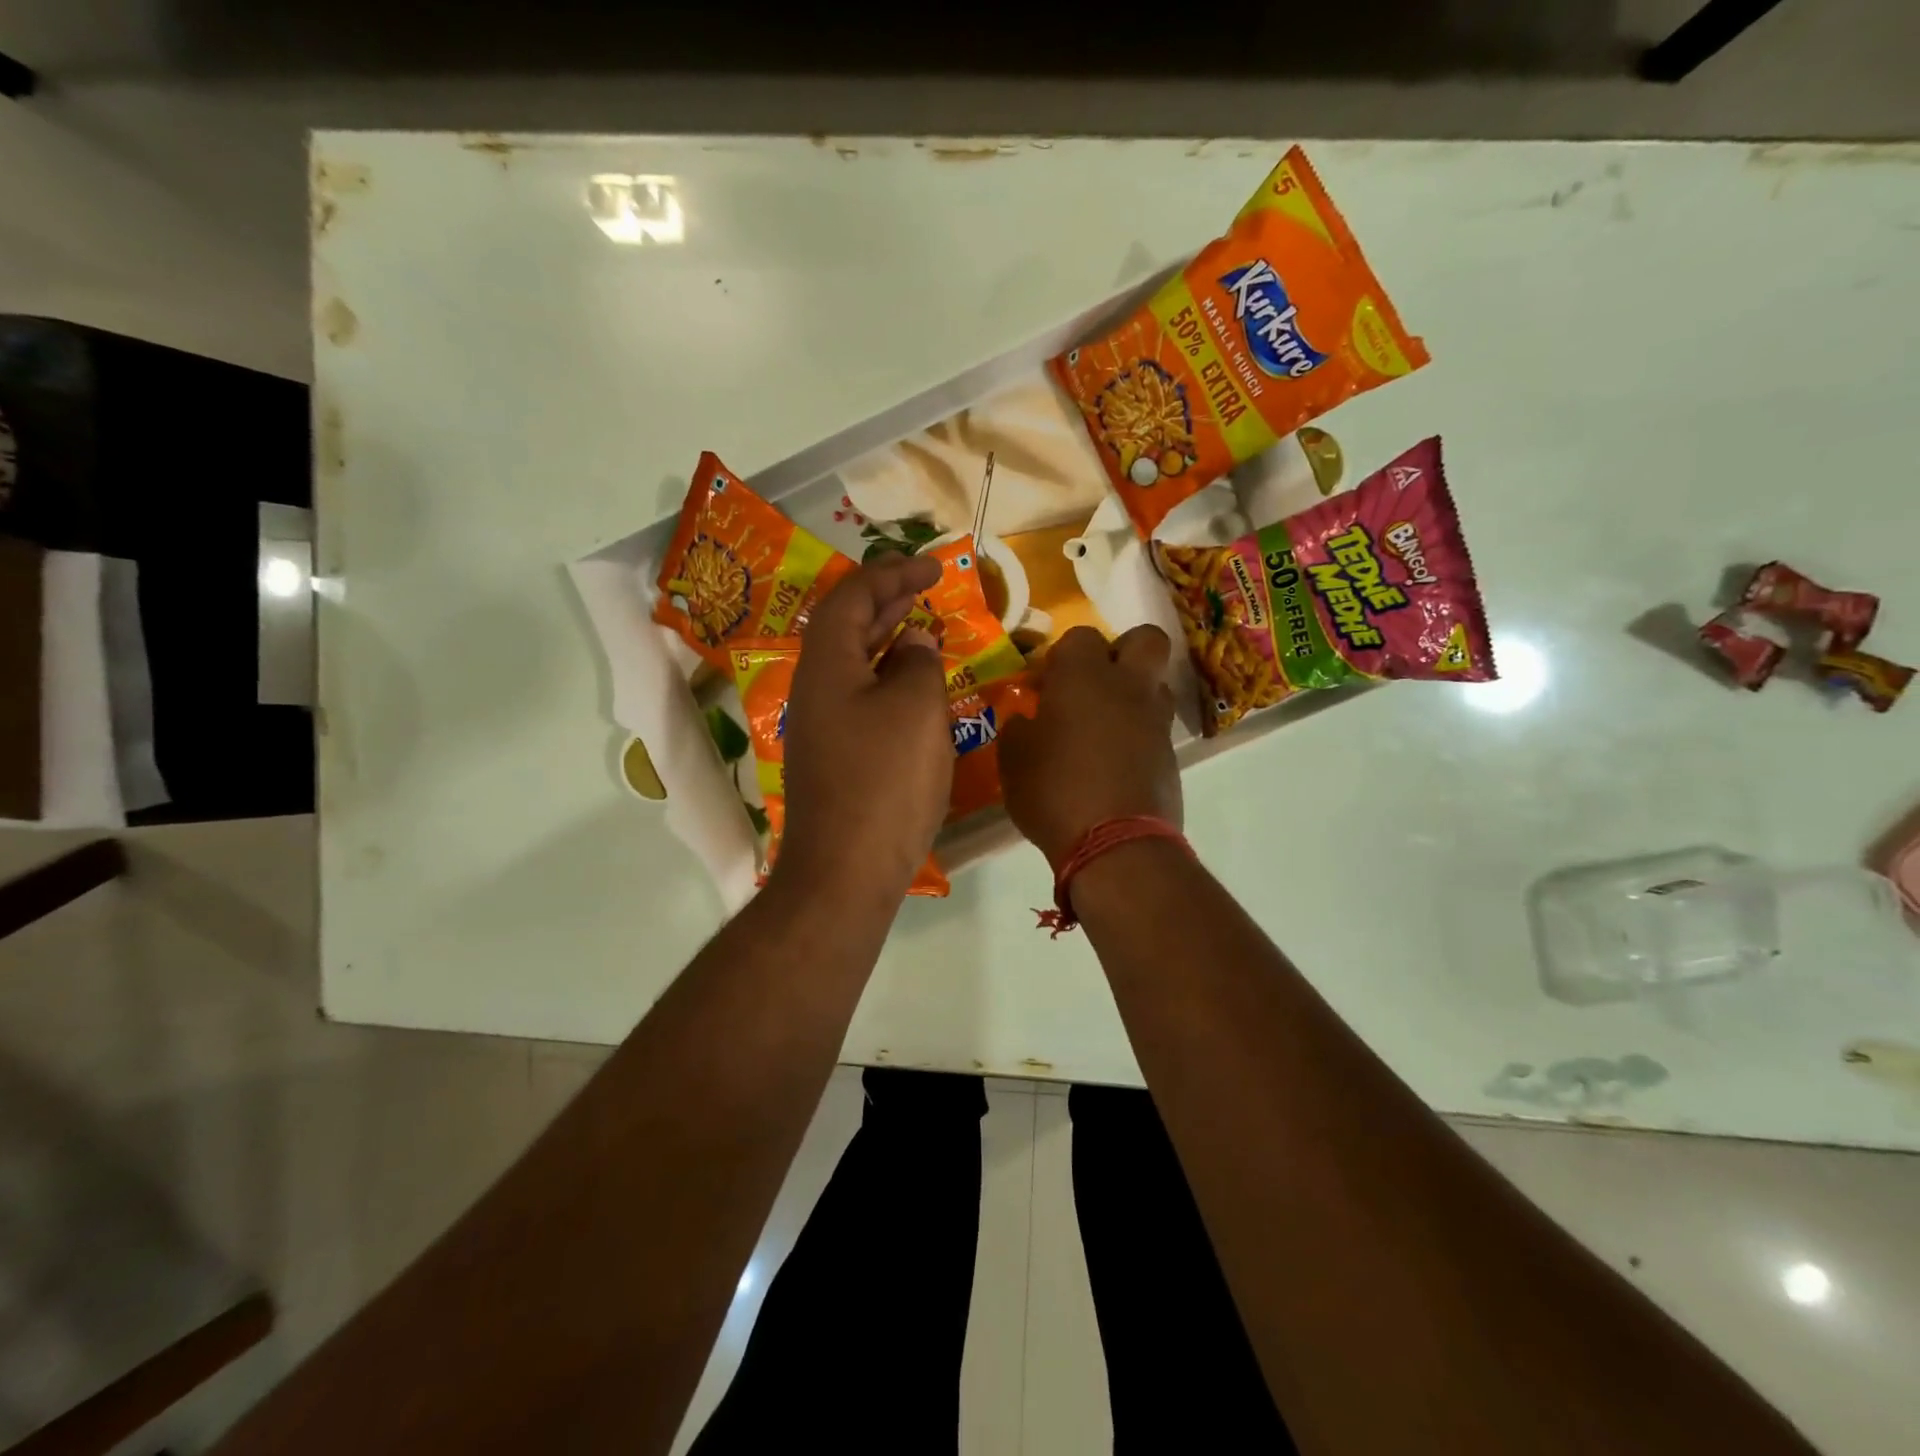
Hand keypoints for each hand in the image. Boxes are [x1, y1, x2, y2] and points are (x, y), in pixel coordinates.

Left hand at [774, 554, 951, 904]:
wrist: (845, 871)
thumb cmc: (884, 782)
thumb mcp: (915, 710)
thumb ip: (919, 663)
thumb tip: (914, 643)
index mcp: (827, 663)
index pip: (853, 596)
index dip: (893, 572)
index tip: (933, 568)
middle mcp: (815, 687)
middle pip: (846, 625)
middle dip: (887, 600)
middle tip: (926, 588)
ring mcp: (821, 725)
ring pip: (853, 663)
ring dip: (888, 639)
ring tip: (924, 628)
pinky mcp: (834, 756)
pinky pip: (860, 697)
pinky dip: (888, 679)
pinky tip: (915, 690)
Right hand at [997, 624, 1181, 869]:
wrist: (1116, 844)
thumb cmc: (1053, 791)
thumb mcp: (1013, 760)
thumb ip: (1019, 729)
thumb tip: (1026, 721)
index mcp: (1084, 676)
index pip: (1081, 636)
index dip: (1063, 656)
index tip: (1046, 685)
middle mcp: (1128, 686)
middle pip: (1145, 640)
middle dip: (1123, 651)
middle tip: (1096, 683)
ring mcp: (1156, 720)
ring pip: (1156, 684)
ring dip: (1135, 694)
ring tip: (1106, 726)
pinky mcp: (1172, 755)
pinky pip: (1158, 728)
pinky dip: (1140, 735)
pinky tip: (1116, 763)